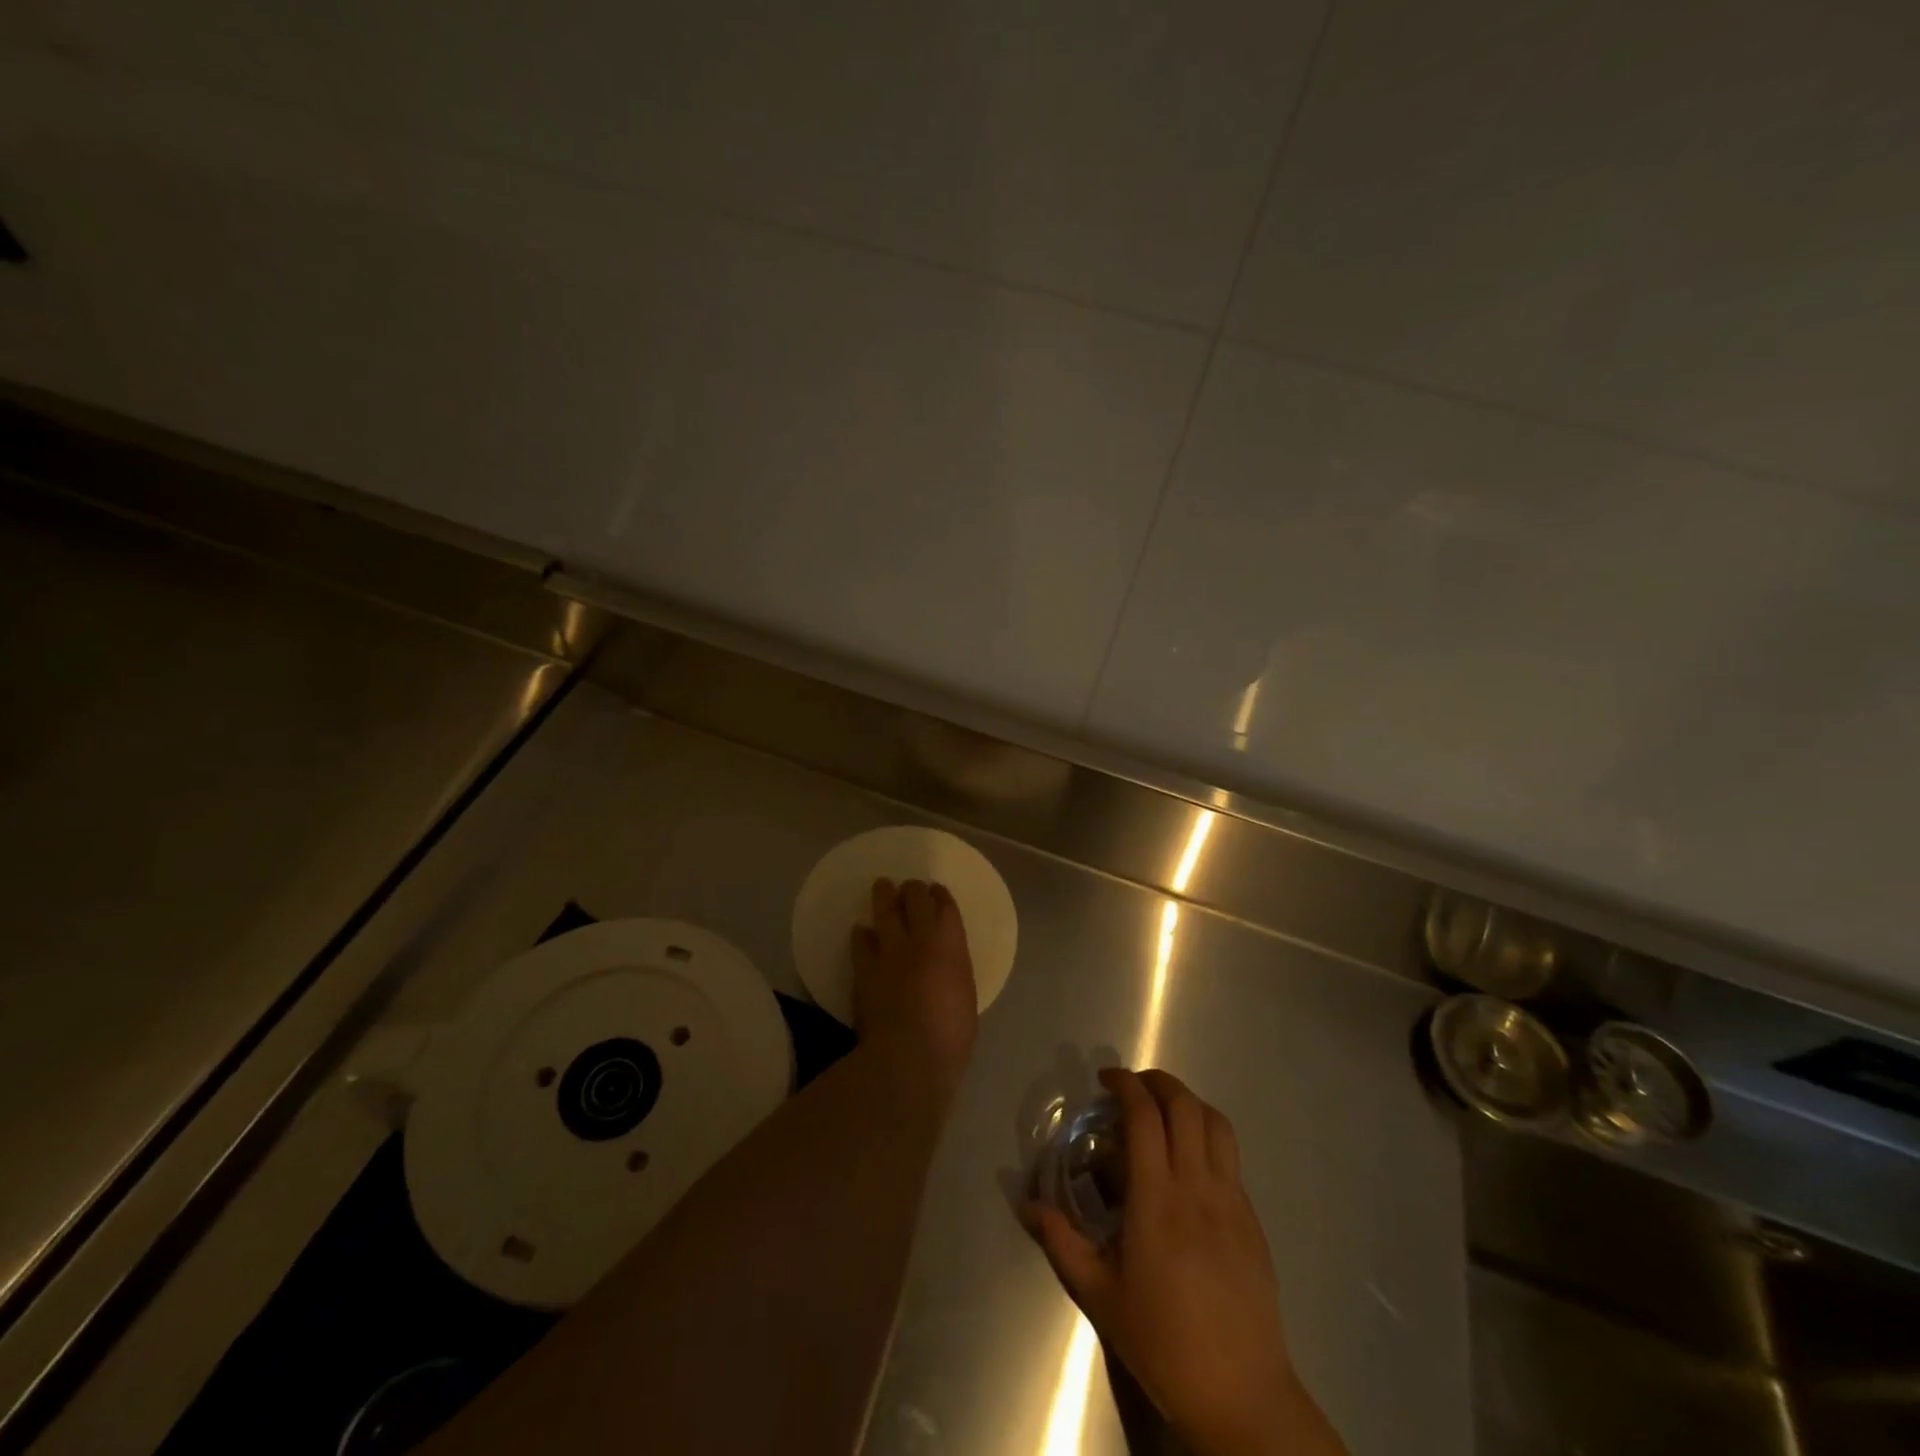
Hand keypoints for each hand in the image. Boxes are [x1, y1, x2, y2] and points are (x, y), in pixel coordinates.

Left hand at [850, 878, 977, 1103]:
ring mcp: (889, 950)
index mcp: (951, 943)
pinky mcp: (864, 968)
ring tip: (882, 887)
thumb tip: (943, 966)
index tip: (936, 892)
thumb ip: (952, 970)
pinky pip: (860, 941)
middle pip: (914, 898)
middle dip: (912, 889)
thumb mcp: (964, 994)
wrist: (909, 1054)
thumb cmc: (951, 1032)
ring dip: (884, 896)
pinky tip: (861, 931)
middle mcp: (920, 937)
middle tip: (909, 887)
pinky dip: (862, 934)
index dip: (940, 895)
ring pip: (884, 911)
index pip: (945, 906)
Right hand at [1025, 1068, 1345, 1455]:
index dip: (1125, 1085)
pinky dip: (1207, 1136)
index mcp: (1157, 1199)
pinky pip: (1231, 1157)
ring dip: (1187, 1102)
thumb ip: (1061, 1242)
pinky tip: (1189, 1162)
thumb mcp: (1100, 1295)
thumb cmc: (1162, 1343)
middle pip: (1185, 1106)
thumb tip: (1026, 1203)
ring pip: (1216, 1123)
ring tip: (1163, 1112)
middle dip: (1157, 1082)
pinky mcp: (1252, 1218)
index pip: (1145, 1116)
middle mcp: (1197, 1187)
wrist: (1240, 1395)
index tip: (1105, 1080)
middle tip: (1131, 1088)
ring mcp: (1231, 1200)